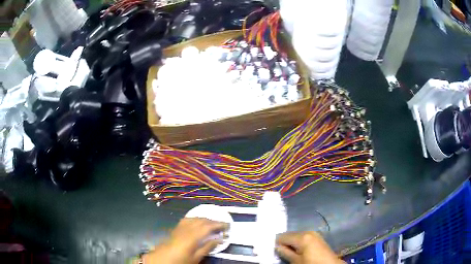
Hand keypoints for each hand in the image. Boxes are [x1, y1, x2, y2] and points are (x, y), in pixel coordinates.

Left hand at [142, 218, 228, 263]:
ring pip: (195, 218)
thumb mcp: (196, 258)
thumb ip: (207, 247)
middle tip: (223, 225)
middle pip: (202, 220)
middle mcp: (186, 228)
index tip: (228, 225)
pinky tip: (198, 221)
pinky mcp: (176, 227)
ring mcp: (180, 227)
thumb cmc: (180, 260)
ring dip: (205, 219)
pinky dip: (196, 218)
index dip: (219, 224)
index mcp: (192, 236)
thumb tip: (219, 240)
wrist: (162, 259)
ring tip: (213, 223)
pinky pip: (188, 219)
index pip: (208, 227)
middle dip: (214, 221)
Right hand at [276, 231, 344, 263]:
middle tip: (281, 252)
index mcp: (302, 237)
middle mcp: (308, 232)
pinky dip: (299, 243)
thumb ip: (285, 253)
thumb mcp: (296, 261)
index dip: (276, 243)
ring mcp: (314, 234)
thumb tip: (277, 247)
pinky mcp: (317, 238)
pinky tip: (298, 250)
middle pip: (290, 235)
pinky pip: (303, 238)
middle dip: (285, 242)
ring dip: (292, 243)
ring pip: (297, 236)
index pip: (282, 236)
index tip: (273, 249)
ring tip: (289, 252)